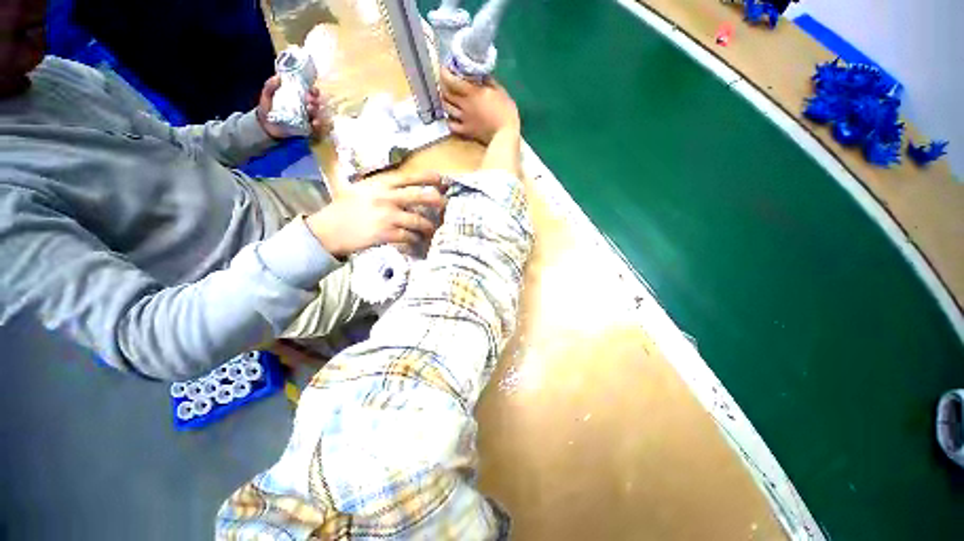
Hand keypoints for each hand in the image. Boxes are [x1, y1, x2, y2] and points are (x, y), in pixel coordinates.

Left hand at [256, 75, 332, 138]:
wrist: (266, 125)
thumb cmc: (268, 108)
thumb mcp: (267, 94)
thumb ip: (271, 85)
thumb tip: (279, 77)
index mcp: (299, 97)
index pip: (311, 93)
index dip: (314, 92)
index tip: (314, 92)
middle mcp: (306, 107)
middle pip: (316, 104)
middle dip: (316, 102)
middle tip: (312, 102)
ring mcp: (307, 118)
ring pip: (318, 115)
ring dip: (317, 113)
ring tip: (311, 111)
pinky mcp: (308, 129)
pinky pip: (317, 127)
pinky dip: (317, 125)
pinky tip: (314, 123)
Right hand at [306, 172, 446, 256]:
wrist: (329, 230)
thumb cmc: (345, 208)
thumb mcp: (361, 189)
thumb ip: (382, 187)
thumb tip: (404, 186)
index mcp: (380, 184)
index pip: (409, 177)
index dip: (428, 177)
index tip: (442, 179)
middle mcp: (386, 198)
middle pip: (420, 197)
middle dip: (437, 201)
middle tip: (445, 205)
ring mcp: (387, 216)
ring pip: (418, 221)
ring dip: (428, 226)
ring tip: (431, 230)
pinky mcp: (386, 234)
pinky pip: (409, 237)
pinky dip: (415, 240)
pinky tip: (416, 241)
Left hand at [441, 68, 519, 143]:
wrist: (505, 134)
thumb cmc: (506, 111)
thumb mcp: (500, 91)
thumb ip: (488, 82)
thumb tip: (480, 74)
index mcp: (472, 93)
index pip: (452, 80)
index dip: (445, 73)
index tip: (445, 68)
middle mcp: (464, 105)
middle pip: (446, 94)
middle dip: (443, 86)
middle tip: (446, 83)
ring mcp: (464, 119)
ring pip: (447, 109)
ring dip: (445, 102)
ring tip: (447, 99)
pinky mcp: (466, 131)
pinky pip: (451, 126)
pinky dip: (449, 120)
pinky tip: (451, 118)